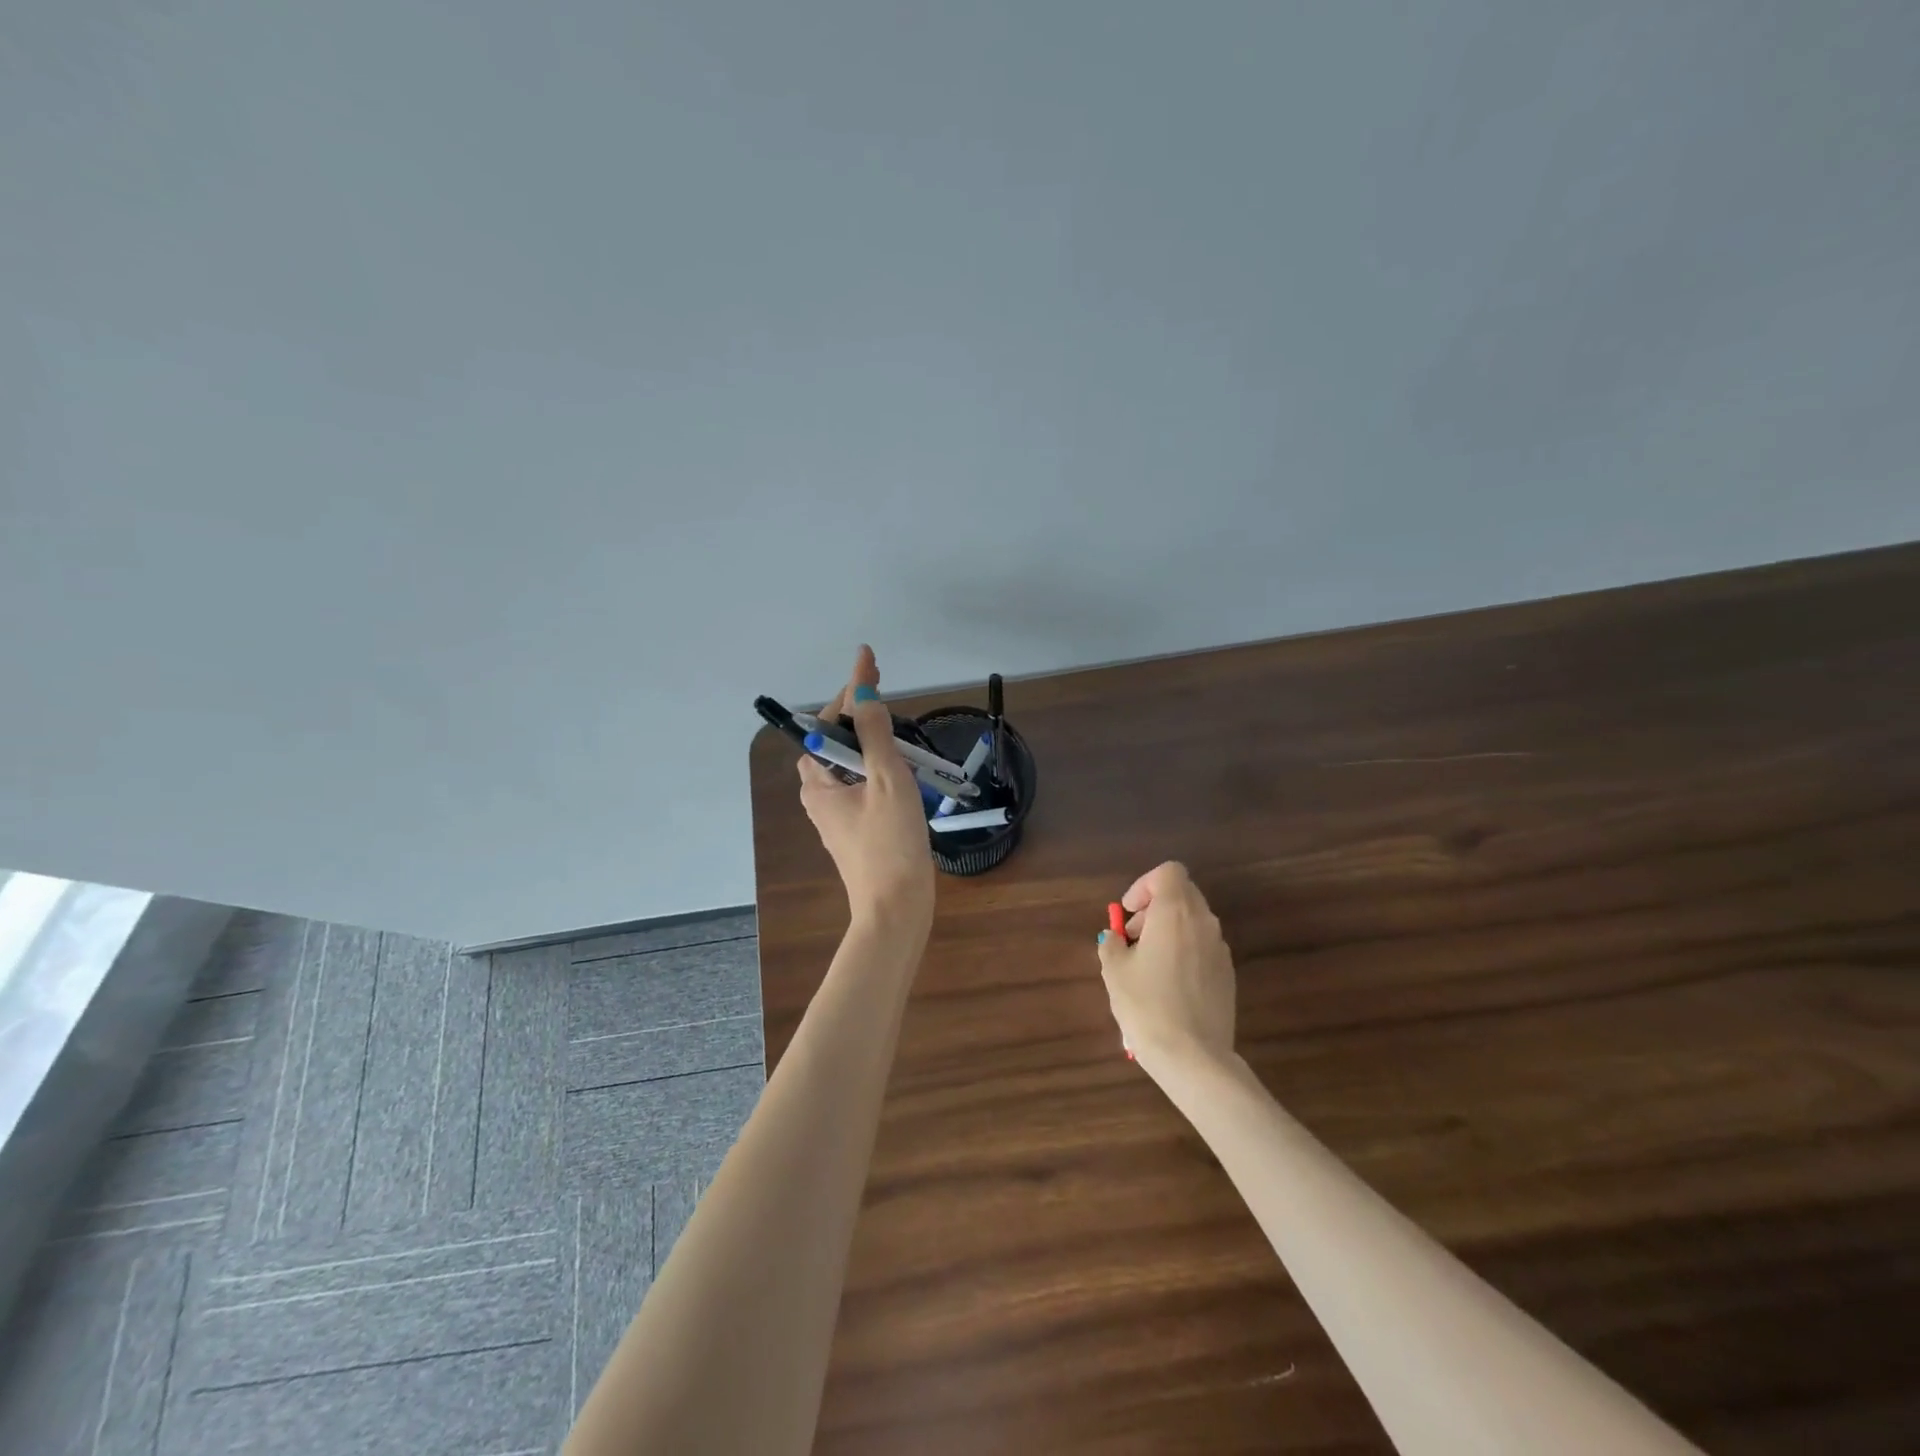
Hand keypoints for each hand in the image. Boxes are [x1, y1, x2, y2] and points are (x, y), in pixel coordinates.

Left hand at [798, 646, 935, 932]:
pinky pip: (861, 785)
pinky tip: (898, 764)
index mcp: (818, 783)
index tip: (869, 662)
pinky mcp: (857, 831)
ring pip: (849, 764)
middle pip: (834, 743)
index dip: (850, 691)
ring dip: (867, 738)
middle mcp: (820, 797)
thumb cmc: (891, 844)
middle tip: (880, 688)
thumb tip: (864, 694)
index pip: (828, 724)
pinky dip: (876, 765)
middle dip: (855, 712)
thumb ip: (875, 735)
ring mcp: (838, 816)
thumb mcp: (886, 781)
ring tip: (891, 721)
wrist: (898, 909)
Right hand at [1096, 862, 1236, 1075]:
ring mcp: (1220, 949)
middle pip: (1182, 894)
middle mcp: (1203, 922)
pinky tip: (1167, 985)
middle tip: (1133, 936)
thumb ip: (1112, 944)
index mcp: (1175, 912)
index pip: (1168, 872)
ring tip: (1147, 964)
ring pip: (1193, 921)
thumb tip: (1116, 939)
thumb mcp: (1114, 971)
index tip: (1128, 913)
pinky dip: (1184, 951)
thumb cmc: (1147, 1005)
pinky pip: (1203, 947)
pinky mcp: (1228, 974)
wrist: (1193, 1057)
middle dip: (1154, 907)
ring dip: (1169, 929)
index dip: (1144, 885)